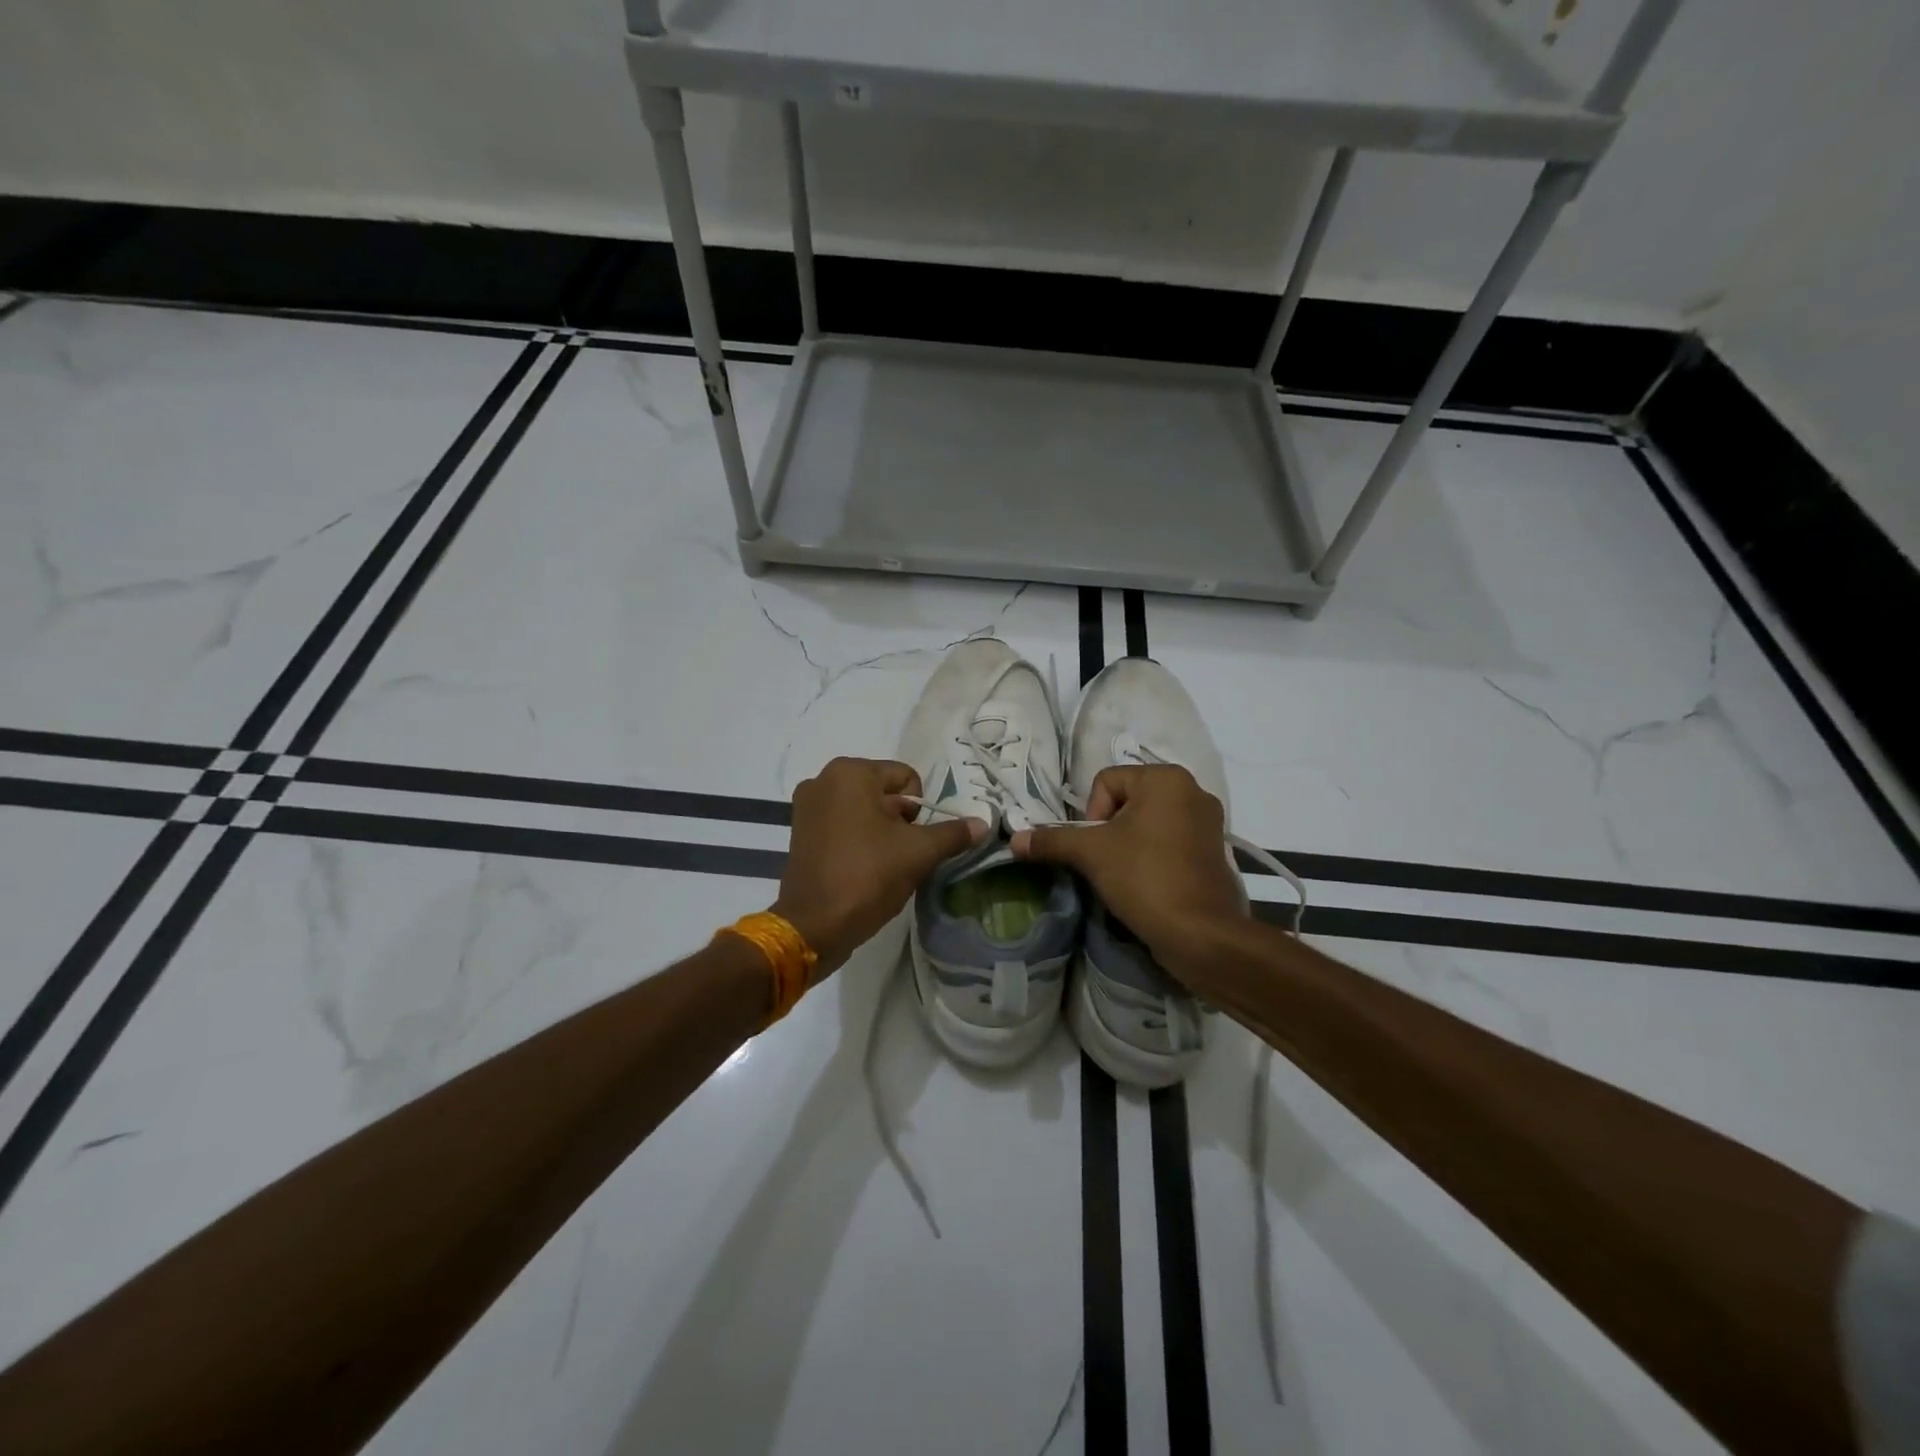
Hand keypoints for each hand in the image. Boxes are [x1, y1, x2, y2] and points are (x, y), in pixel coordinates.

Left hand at [774, 757, 985, 975]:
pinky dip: (857, 840)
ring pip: (864, 810)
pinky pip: (842, 825)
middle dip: (899, 821)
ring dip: (879, 832)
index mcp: (850, 772)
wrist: (814, 925)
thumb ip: (952, 833)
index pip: (907, 778)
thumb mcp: (918, 853)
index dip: (920, 810)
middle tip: (899, 854)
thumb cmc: (867, 876)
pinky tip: (861, 867)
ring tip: (881, 864)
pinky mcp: (799, 831)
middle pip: (884, 793)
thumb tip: (982, 823)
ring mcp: (807, 806)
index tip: (913, 841)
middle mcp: (823, 779)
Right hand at [1010, 764, 1244, 981]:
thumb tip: (1014, 840)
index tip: (1096, 848)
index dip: (1091, 814)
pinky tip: (1148, 881)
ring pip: (1148, 822)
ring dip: (1130, 843)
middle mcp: (1193, 790)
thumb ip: (1051, 840)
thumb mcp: (1090, 854)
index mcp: (1166, 778)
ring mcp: (1209, 822)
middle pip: (1128, 800)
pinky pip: (1171, 841)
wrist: (1201, 934)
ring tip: (1125, 874)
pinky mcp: (1215, 851)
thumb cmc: (1145, 878)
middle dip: (1110, 830)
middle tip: (1107, 861)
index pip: (1106, 782)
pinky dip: (1154, 855)